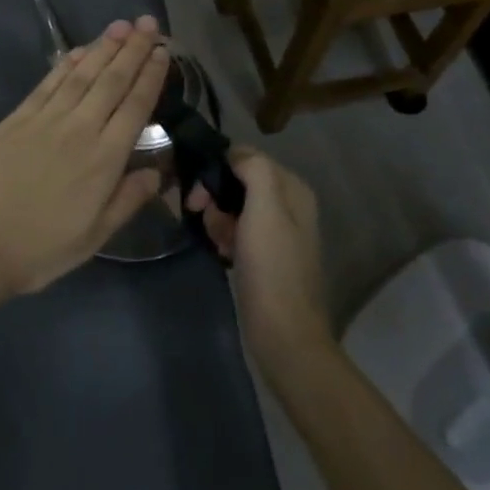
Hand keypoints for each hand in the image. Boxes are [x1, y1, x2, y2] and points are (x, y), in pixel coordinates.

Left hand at [0, 18, 170, 295]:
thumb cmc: (40, 247)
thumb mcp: (94, 236)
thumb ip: (127, 200)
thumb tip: (156, 172)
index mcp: (104, 159)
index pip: (134, 106)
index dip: (150, 76)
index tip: (162, 51)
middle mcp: (80, 129)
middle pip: (112, 81)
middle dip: (132, 49)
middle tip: (147, 22)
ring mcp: (46, 118)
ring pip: (82, 74)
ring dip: (103, 47)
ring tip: (121, 25)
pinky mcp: (18, 117)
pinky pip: (49, 82)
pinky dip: (67, 63)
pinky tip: (79, 50)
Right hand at [187, 148, 333, 373]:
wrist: (283, 334)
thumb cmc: (272, 268)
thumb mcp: (266, 209)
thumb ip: (254, 170)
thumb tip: (233, 155)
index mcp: (292, 189)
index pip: (246, 157)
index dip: (218, 168)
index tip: (197, 191)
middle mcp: (287, 204)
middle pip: (237, 181)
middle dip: (215, 195)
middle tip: (199, 213)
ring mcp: (275, 231)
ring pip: (232, 206)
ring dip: (217, 218)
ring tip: (216, 241)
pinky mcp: (263, 254)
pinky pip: (234, 229)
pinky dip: (223, 235)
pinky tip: (221, 252)